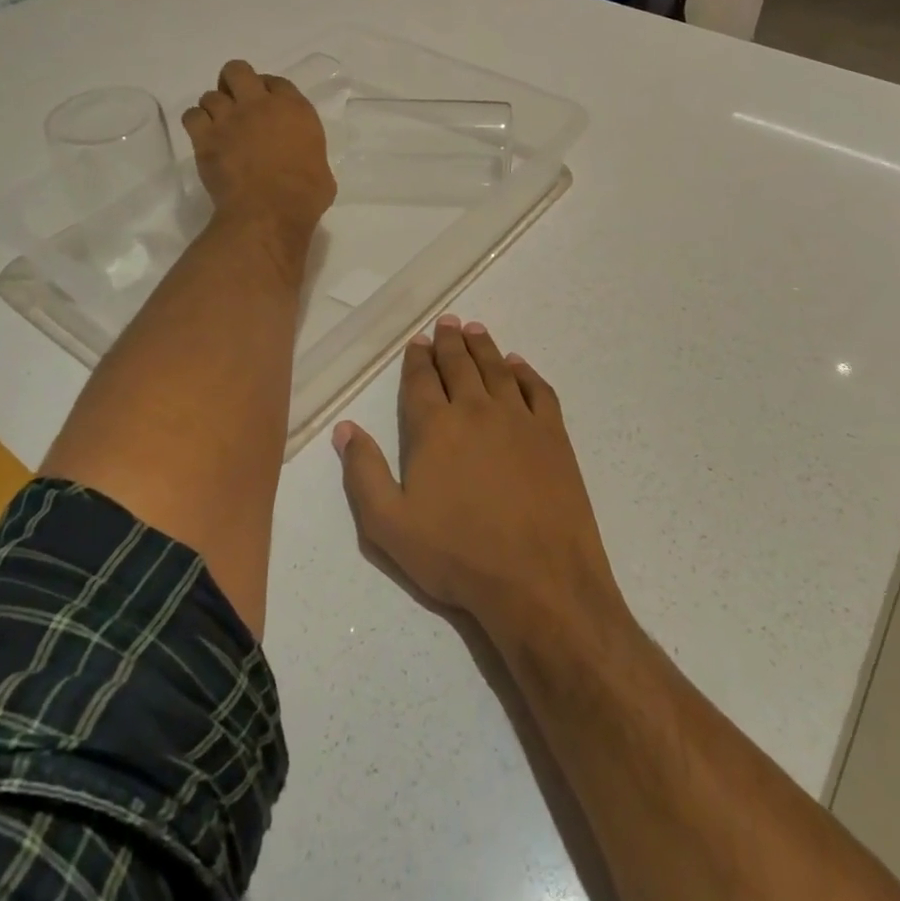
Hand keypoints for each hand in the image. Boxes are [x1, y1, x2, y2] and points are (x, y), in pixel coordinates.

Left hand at [182, 59, 334, 236]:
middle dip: (234, 83)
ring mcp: (230, 118)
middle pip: (238, 71)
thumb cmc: (305, 195)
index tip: (268, 107)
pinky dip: (196, 124)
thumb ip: (309, 153)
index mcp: (294, 109)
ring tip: (220, 128)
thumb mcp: (322, 168)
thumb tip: (302, 162)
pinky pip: (192, 116)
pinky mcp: (205, 137)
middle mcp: (260, 104)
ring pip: (211, 95)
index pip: (277, 81)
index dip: (269, 91)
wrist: (269, 212)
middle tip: (237, 105)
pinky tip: (204, 138)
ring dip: (215, 109)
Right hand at [335, 316, 622, 644]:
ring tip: (475, 329)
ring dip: (483, 346)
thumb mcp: (389, 526)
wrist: (539, 578)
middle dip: (449, 341)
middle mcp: (476, 410)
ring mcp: (519, 418)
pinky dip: (525, 372)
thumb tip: (346, 428)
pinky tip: (518, 364)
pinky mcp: (553, 434)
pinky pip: (537, 390)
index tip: (417, 341)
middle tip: (446, 322)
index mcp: (435, 428)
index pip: (421, 380)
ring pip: (496, 369)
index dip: (417, 358)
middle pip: (459, 365)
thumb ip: (363, 472)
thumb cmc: (457, 555)